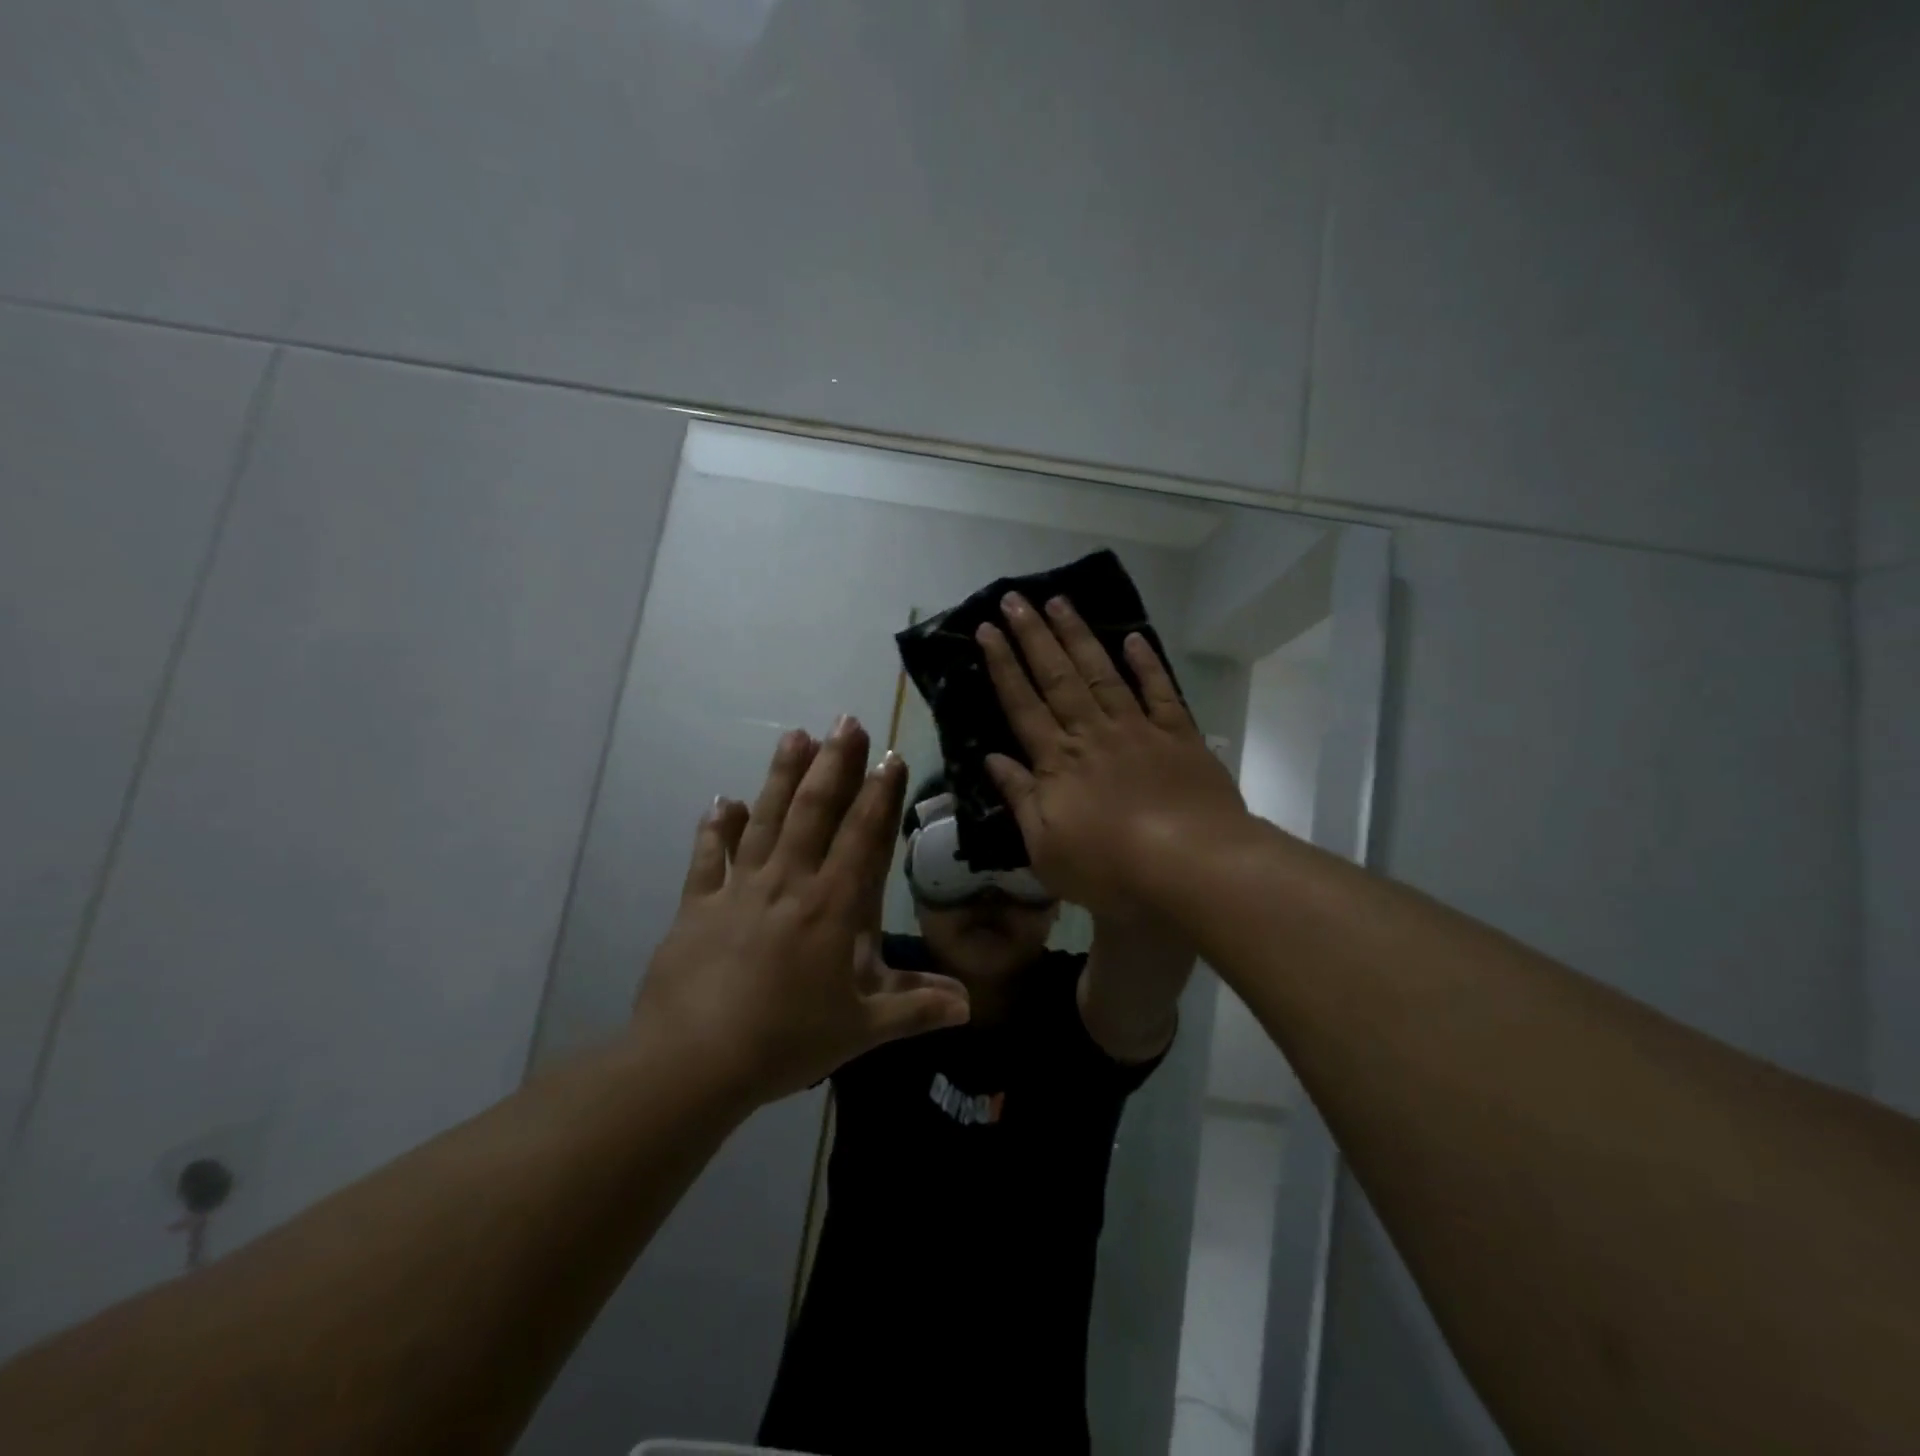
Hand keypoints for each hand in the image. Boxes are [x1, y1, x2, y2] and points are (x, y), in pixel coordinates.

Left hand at [635, 718, 969, 1105]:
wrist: (692, 1062)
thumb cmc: (784, 1042)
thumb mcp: (860, 1030)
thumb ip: (915, 1009)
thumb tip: (969, 1003)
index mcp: (830, 907)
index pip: (861, 836)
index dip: (879, 793)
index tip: (890, 755)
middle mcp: (787, 883)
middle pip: (813, 811)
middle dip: (833, 763)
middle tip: (845, 721)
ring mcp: (738, 890)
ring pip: (764, 819)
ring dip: (781, 776)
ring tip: (795, 736)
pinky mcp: (697, 905)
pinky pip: (708, 856)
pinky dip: (716, 827)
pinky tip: (723, 800)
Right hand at [977, 593, 1248, 921]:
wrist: (1191, 867)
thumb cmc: (1110, 869)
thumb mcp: (1045, 849)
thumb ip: (1020, 798)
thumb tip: (993, 759)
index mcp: (1058, 762)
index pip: (1022, 704)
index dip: (1002, 665)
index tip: (986, 629)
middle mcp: (1092, 734)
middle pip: (1057, 676)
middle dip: (1033, 635)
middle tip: (1015, 597)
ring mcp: (1137, 730)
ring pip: (1101, 673)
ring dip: (1078, 636)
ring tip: (1060, 601)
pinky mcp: (1178, 736)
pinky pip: (1159, 691)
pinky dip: (1146, 663)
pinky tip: (1132, 638)